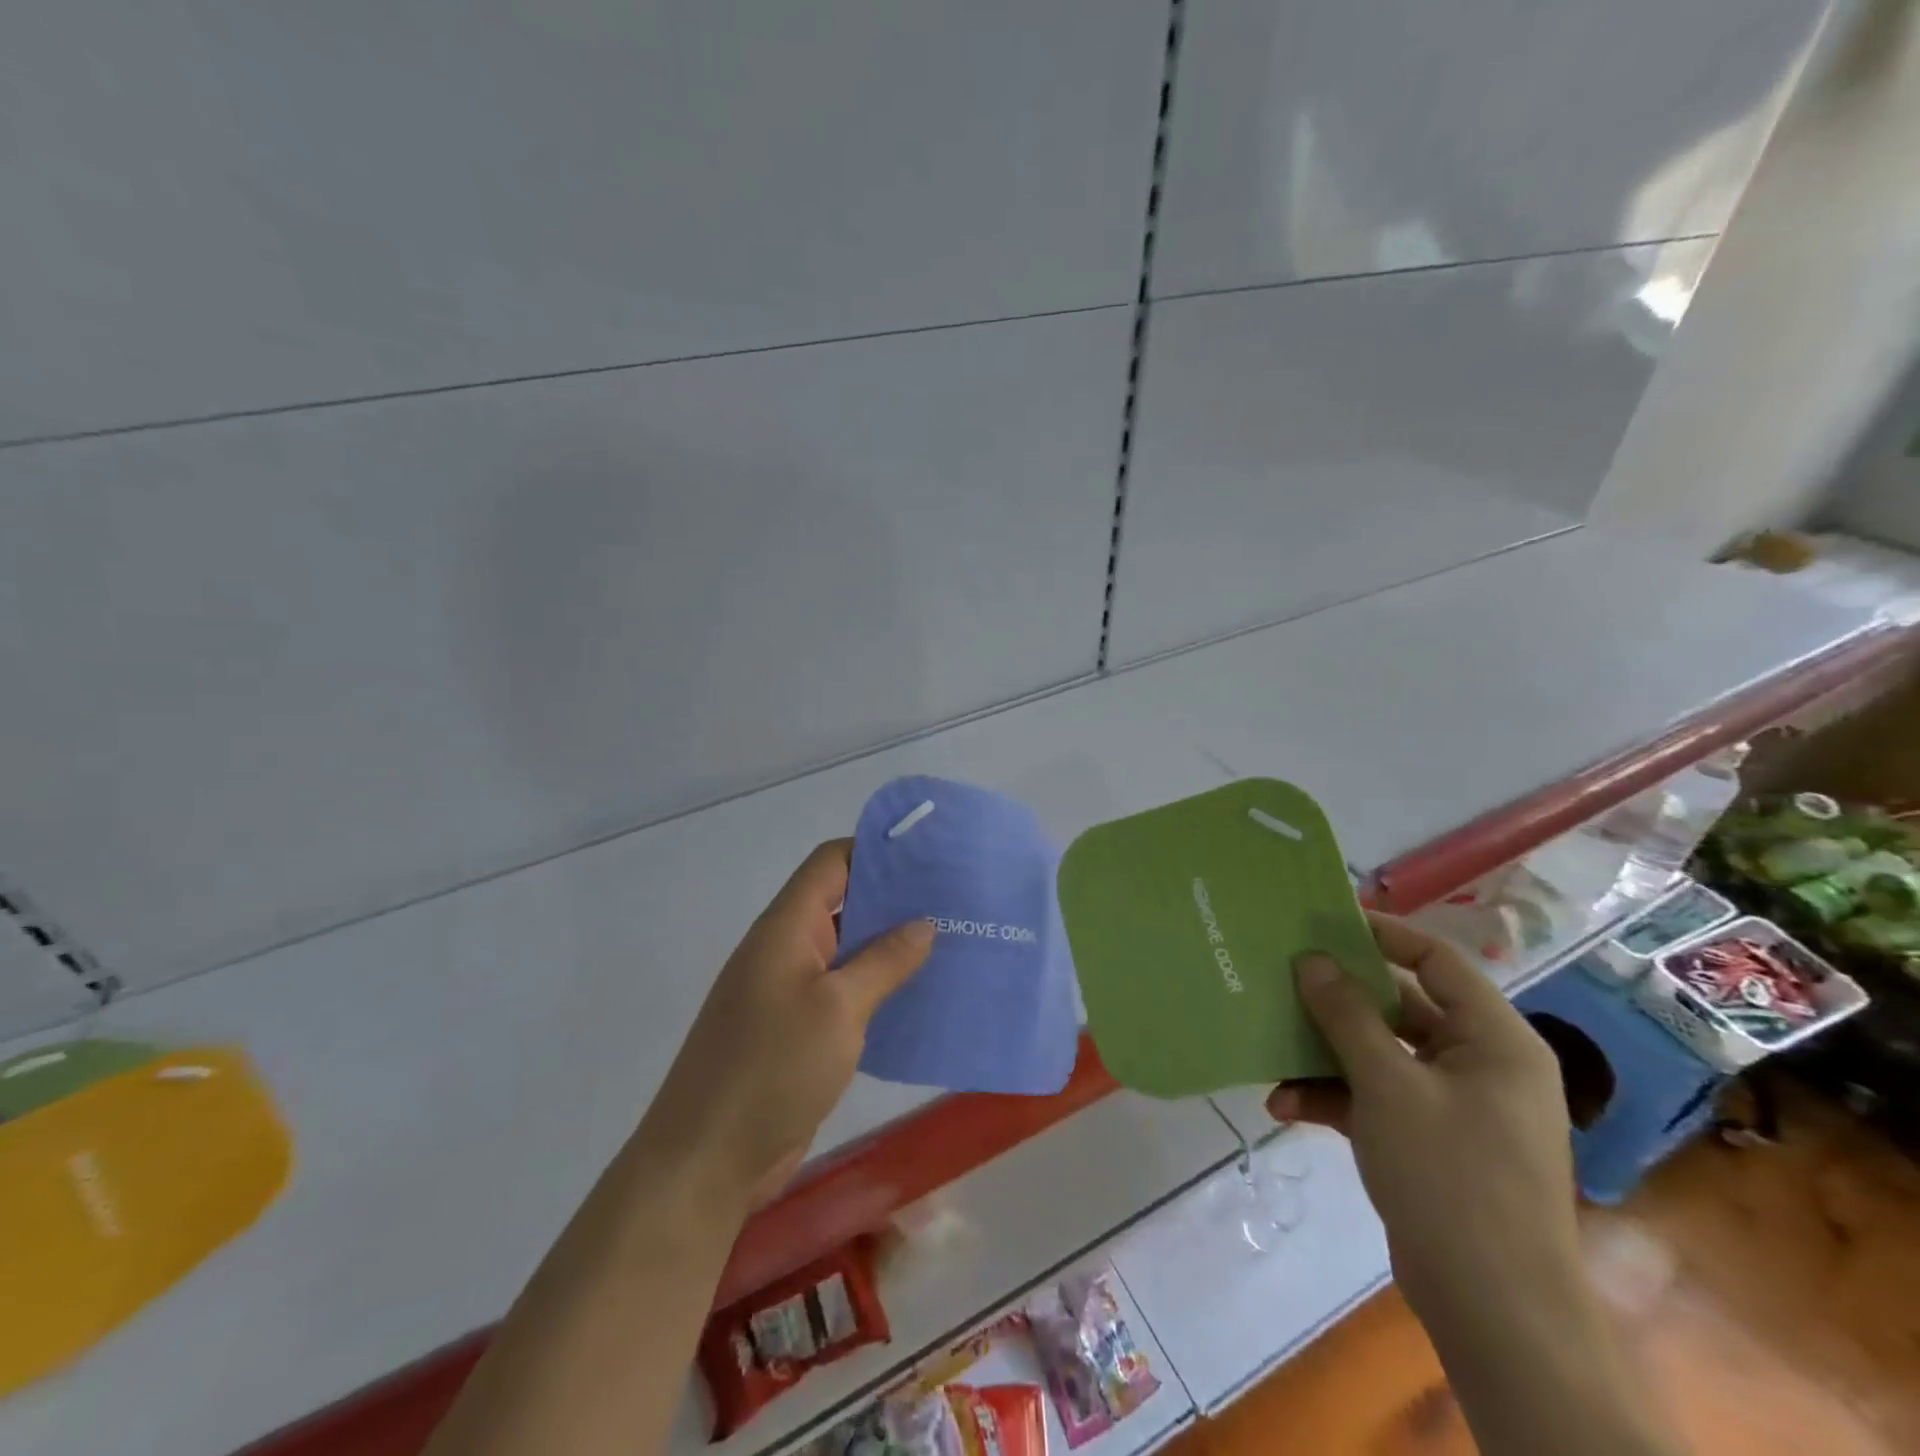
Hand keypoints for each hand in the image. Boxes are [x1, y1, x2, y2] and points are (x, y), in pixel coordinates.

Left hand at [643, 840, 933, 1209]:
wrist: (707, 1160)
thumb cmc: (772, 1067)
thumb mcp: (838, 1007)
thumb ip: (884, 961)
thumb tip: (923, 922)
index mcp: (786, 927)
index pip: (831, 863)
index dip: (875, 850)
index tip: (928, 855)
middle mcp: (786, 950)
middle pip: (842, 903)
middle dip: (894, 900)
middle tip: (953, 900)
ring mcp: (789, 992)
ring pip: (847, 952)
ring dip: (891, 947)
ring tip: (949, 942)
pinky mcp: (798, 1032)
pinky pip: (844, 993)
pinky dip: (878, 988)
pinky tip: (920, 996)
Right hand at [1266, 912, 1578, 1317]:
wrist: (1493, 1311)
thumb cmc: (1451, 1177)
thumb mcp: (1388, 1085)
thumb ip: (1347, 1015)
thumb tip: (1312, 959)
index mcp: (1494, 1040)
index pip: (1437, 961)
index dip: (1382, 936)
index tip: (1323, 924)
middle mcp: (1479, 1064)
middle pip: (1400, 1008)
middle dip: (1337, 1001)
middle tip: (1282, 979)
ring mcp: (1455, 1106)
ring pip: (1380, 1054)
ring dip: (1325, 1056)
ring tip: (1272, 1052)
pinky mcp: (1430, 1141)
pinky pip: (1376, 1098)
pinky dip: (1334, 1097)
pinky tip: (1284, 1105)